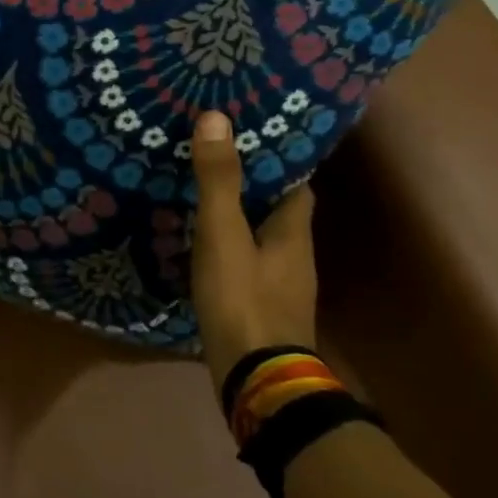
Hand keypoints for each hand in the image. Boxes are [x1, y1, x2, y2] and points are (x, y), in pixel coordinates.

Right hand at [189, 111, 318, 385]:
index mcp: (294, 232)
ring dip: (239, 218)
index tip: (249, 136)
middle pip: (279, 210)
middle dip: (253, 186)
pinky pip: (247, 264)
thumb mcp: (223, 235)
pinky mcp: (261, 309)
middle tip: (215, 159)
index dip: (278, 159)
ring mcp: (281, 287)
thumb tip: (216, 118)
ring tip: (200, 196)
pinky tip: (201, 247)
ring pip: (262, 238)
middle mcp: (295, 256)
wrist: (256, 380)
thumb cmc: (243, 300)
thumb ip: (219, 181)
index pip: (297, 184)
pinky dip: (229, 248)